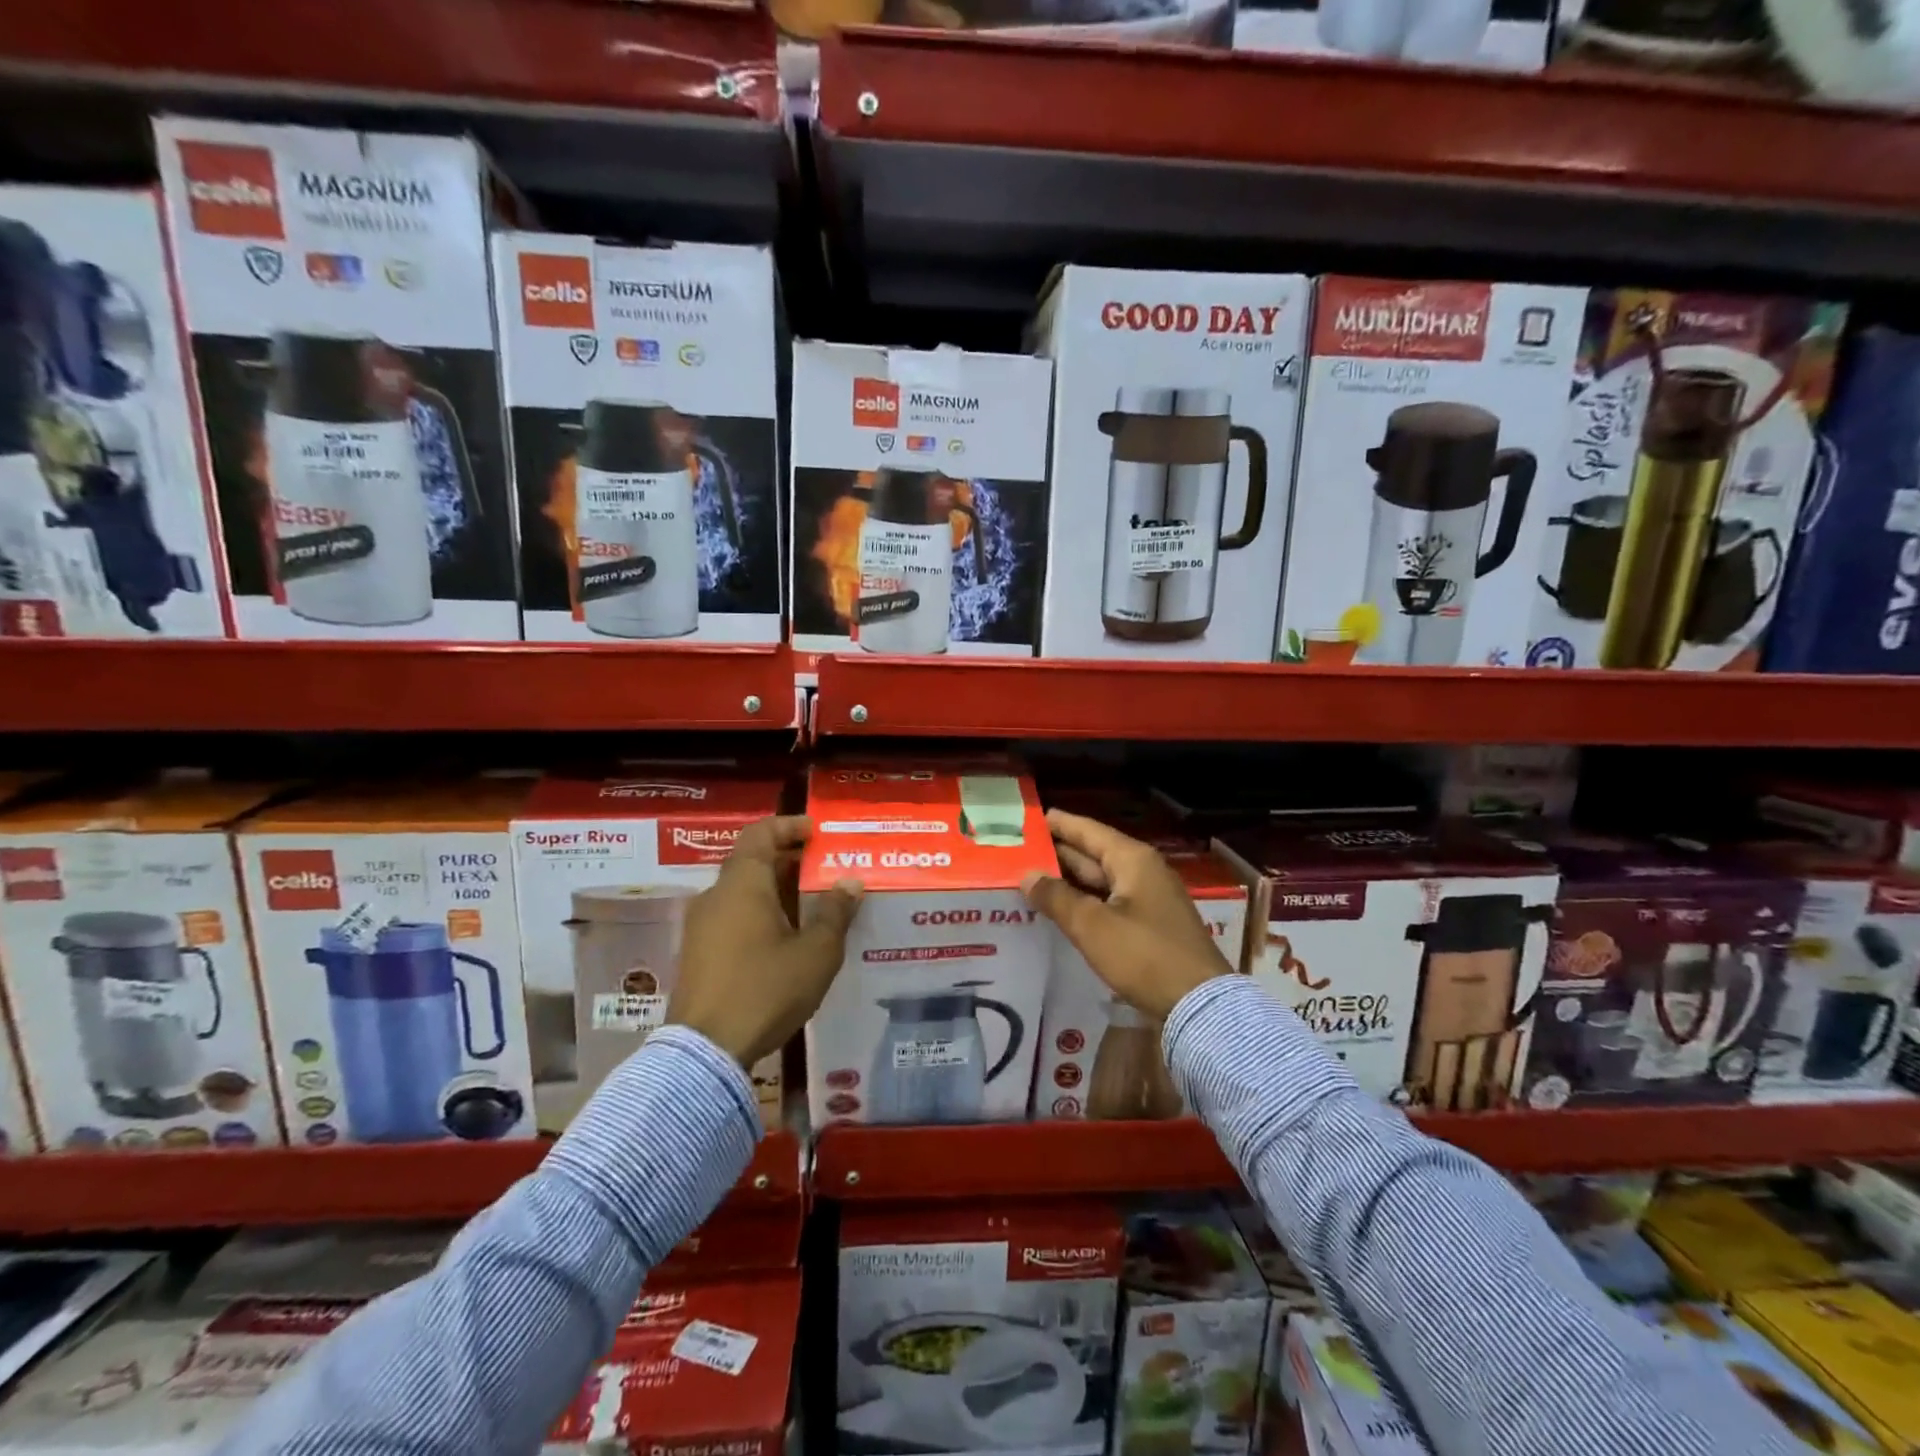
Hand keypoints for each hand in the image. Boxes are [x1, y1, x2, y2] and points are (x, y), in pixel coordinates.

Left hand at [667, 815, 862, 1068]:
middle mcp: (717, 895)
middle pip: (752, 862)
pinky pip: (733, 917)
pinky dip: (760, 913)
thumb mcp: (815, 953)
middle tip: (824, 869)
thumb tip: (849, 882)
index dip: (789, 826)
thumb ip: (834, 913)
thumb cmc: (765, 989)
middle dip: (789, 860)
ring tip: (812, 905)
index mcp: (743, 883)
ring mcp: (702, 925)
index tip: (816, 832)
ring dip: (776, 890)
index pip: (760, 833)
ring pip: (743, 892)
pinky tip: (786, 939)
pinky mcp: (698, 953)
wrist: (706, 1051)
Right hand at [1021, 809, 1231, 1019]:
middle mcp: (1143, 871)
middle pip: (1094, 854)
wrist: (1199, 1004)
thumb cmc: (1144, 955)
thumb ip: (1057, 897)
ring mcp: (1150, 899)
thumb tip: (1027, 875)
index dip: (1059, 823)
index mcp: (1132, 860)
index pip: (1088, 831)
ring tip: (1032, 878)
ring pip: (1101, 880)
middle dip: (1059, 852)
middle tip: (1022, 850)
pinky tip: (1062, 909)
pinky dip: (1085, 901)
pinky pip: (1110, 902)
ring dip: (1070, 880)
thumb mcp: (1092, 926)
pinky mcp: (1151, 925)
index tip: (1030, 818)